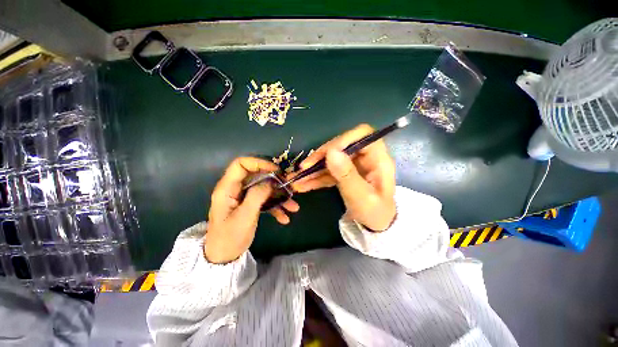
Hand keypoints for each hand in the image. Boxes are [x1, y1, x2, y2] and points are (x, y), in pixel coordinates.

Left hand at [205, 157, 299, 263]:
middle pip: (257, 177)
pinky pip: (264, 201)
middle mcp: (235, 190)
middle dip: (274, 181)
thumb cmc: (230, 237)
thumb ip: (257, 195)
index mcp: (228, 188)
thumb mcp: (244, 216)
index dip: (258, 163)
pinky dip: (275, 207)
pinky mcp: (249, 206)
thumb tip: (270, 181)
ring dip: (279, 197)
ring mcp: (243, 198)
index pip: (241, 164)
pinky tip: (285, 218)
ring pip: (263, 190)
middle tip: (289, 187)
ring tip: (293, 206)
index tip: (275, 170)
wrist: (223, 257)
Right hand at [291, 124, 395, 231]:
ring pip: (331, 159)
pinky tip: (302, 184)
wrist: (375, 226)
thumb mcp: (361, 197)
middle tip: (303, 168)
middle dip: (321, 157)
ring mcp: (353, 165)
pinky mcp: (344, 173)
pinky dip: (316, 177)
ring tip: (297, 178)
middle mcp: (365, 157)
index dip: (342, 140)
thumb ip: (347, 175)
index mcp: (378, 159)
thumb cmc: (374, 213)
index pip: (362, 135)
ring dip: (314, 168)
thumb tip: (331, 153)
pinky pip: (329, 171)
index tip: (326, 154)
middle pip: (341, 146)